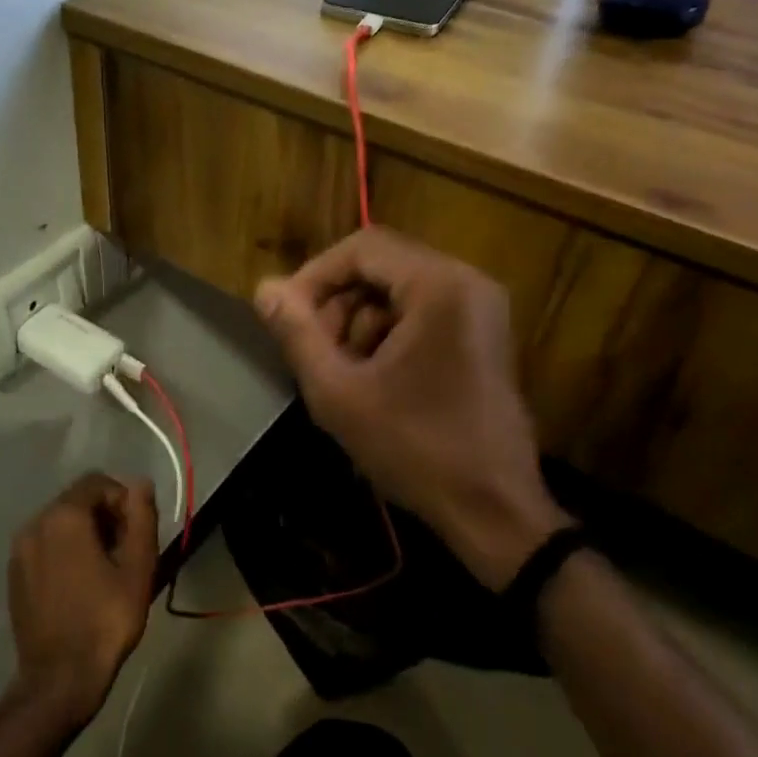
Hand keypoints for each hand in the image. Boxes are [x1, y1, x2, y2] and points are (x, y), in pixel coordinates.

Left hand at [6, 473, 157, 730]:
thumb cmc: (106, 620)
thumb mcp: (138, 567)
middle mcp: (35, 523)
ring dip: (85, 533)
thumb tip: (140, 483)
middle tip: (125, 551)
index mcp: (64, 516)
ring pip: (60, 522)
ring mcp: (19, 550)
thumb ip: (142, 517)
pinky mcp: (14, 574)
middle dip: (105, 515)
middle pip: (77, 500)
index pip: (97, 483)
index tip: (136, 532)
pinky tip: (80, 583)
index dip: (123, 500)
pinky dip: (65, 550)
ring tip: (105, 569)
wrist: (59, 679)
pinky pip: (45, 545)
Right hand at [254, 227, 568, 589]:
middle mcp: (468, 281)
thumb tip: (264, 289)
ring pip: (398, 289)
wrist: (493, 509)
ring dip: (359, 320)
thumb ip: (297, 333)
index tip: (286, 317)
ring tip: (342, 370)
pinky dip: (388, 332)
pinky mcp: (483, 332)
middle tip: (313, 350)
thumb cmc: (415, 449)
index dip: (314, 276)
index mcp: (439, 286)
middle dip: (337, 302)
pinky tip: (374, 377)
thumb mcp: (339, 393)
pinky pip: (422, 310)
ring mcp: (482, 307)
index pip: (361, 248)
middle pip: (381, 265)